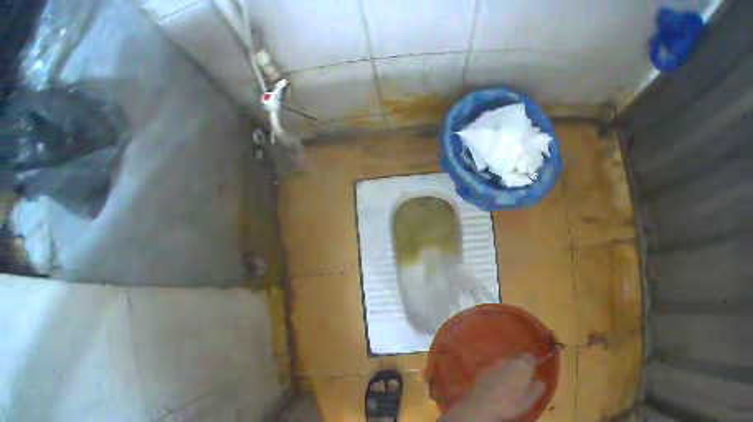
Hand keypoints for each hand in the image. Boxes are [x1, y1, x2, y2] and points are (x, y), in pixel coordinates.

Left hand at [441, 354, 544, 421]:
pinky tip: (492, 389)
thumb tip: (539, 382)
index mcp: (523, 364)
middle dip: (517, 367)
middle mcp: (507, 360)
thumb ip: (538, 387)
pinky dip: (492, 378)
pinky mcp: (478, 375)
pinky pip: (490, 373)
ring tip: (504, 385)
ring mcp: (491, 366)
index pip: (530, 357)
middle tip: (518, 380)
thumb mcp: (530, 399)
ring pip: (502, 366)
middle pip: (515, 360)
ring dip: (504, 372)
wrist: (479, 409)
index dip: (531, 365)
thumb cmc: (509, 404)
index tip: (531, 374)